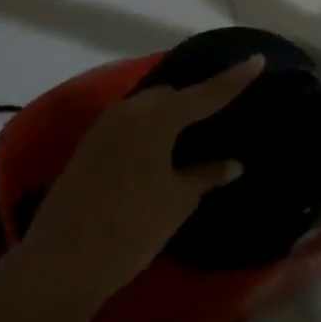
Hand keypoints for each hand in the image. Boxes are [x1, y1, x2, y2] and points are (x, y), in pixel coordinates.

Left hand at [18, 56, 263, 309]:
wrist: (62, 261)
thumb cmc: (131, 228)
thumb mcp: (177, 201)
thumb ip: (206, 175)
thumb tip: (233, 163)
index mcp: (156, 118)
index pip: (205, 94)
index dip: (234, 79)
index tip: (257, 60)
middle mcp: (128, 111)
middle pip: (170, 95)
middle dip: (196, 98)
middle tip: (222, 107)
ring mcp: (103, 127)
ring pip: (146, 108)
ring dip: (169, 114)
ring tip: (194, 127)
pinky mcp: (88, 146)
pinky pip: (128, 124)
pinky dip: (149, 128)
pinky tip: (161, 147)